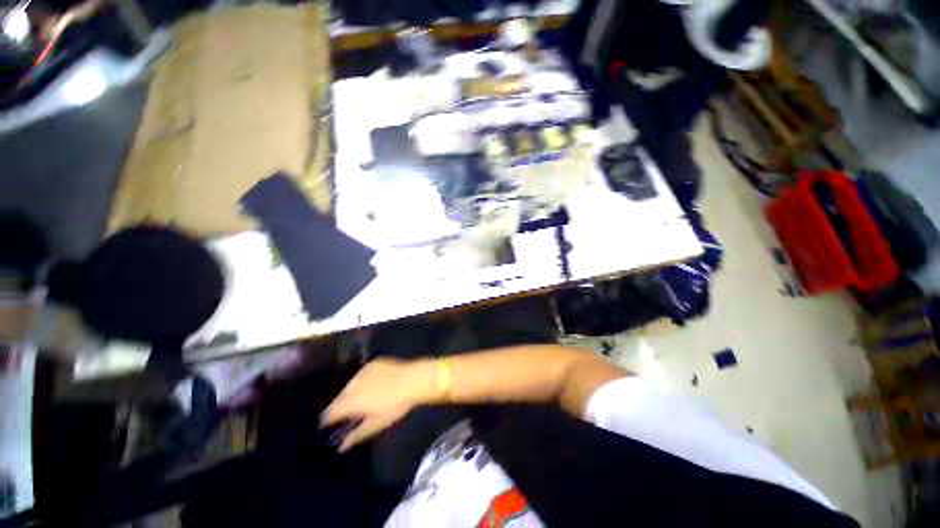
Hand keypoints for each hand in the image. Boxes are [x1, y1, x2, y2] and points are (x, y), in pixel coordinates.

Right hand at [321, 358, 436, 451]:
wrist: (412, 379)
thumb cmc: (396, 404)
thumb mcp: (377, 423)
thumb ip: (357, 434)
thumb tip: (341, 446)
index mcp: (352, 401)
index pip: (331, 411)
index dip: (329, 418)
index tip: (328, 423)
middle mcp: (354, 384)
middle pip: (340, 396)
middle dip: (340, 404)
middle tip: (346, 412)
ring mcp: (363, 371)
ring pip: (351, 384)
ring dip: (351, 391)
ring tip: (360, 398)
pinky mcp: (373, 363)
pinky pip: (362, 374)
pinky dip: (363, 380)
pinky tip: (371, 385)